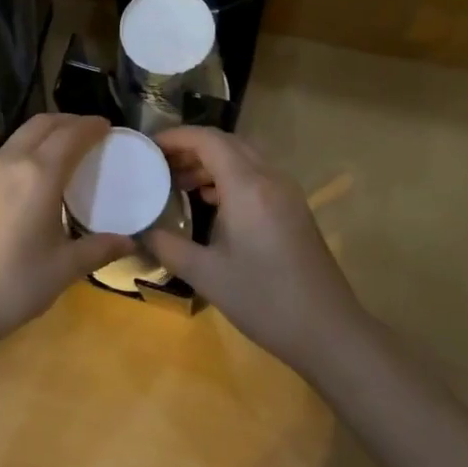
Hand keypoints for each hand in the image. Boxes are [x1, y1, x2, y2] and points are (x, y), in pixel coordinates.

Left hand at [0, 114, 133, 349]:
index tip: (109, 127)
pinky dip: (30, 145)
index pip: (71, 135)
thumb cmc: (14, 284)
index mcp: (39, 174)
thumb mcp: (64, 268)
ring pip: (22, 133)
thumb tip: (130, 242)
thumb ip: (99, 248)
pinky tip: (39, 169)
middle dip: (70, 121)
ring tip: (68, 147)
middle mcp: (12, 161)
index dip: (92, 126)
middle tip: (92, 132)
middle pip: (43, 123)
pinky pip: (9, 149)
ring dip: (48, 131)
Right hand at [144, 127, 365, 373]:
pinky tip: (210, 202)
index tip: (148, 147)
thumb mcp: (206, 274)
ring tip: (179, 182)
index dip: (176, 136)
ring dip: (211, 161)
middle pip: (226, 142)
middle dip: (191, 147)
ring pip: (243, 157)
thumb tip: (140, 231)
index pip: (208, 140)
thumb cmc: (263, 299)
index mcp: (248, 186)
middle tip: (159, 164)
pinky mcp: (294, 207)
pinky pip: (256, 174)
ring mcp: (286, 192)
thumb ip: (168, 246)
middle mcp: (270, 178)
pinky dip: (229, 176)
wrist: (327, 330)